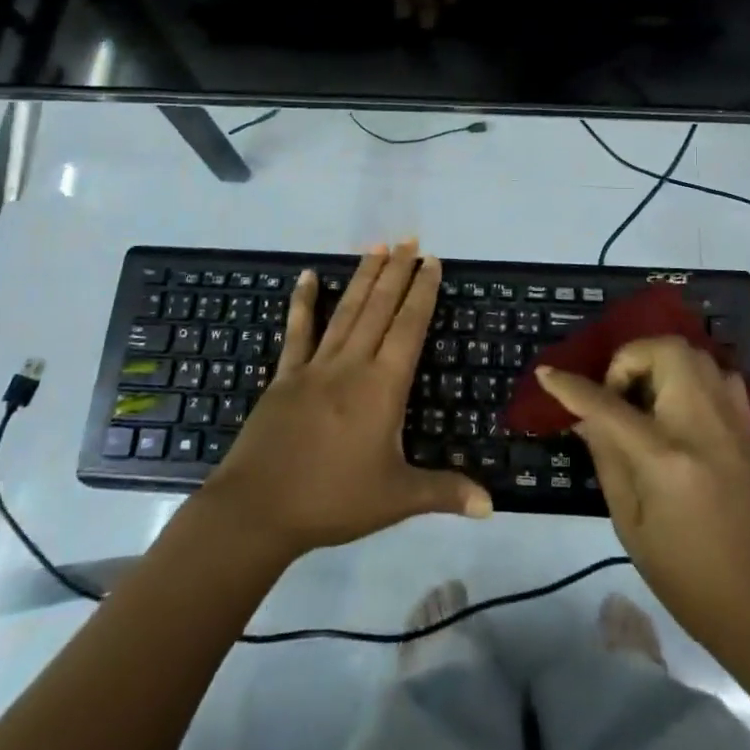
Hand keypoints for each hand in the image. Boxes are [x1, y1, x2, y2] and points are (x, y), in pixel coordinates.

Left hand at [205, 241, 490, 559]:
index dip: (422, 292)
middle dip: (397, 271)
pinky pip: (297, 331)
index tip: (432, 262)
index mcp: (382, 387)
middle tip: (410, 239)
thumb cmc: (332, 501)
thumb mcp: (396, 499)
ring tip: (377, 246)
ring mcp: (315, 366)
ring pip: (346, 311)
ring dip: (363, 277)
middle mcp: (352, 365)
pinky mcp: (286, 376)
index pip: (409, 327)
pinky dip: (303, 302)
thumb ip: (444, 493)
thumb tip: (492, 506)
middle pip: (379, 308)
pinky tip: (307, 276)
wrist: (257, 509)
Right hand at [536, 338, 749, 656]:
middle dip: (630, 359)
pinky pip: (720, 375)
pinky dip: (693, 376)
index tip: (547, 374)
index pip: (608, 404)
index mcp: (665, 457)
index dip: (570, 386)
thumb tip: (585, 415)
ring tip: (646, 398)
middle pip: (664, 351)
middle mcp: (701, 425)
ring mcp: (732, 422)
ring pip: (695, 353)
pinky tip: (680, 407)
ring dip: (660, 362)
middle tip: (617, 393)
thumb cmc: (684, 575)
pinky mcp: (749, 429)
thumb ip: (606, 457)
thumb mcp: (629, 522)